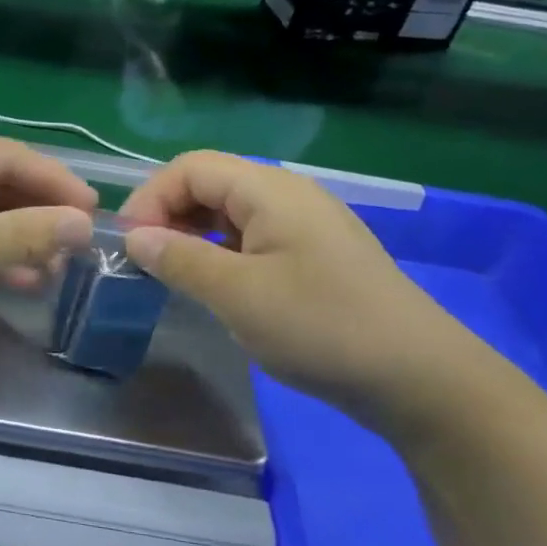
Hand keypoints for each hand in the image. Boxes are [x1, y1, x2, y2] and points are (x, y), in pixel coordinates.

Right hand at [121, 151, 486, 418]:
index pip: (190, 167)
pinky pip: (254, 238)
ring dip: (194, 235)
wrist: (419, 377)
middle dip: (169, 215)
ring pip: (232, 213)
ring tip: (173, 275)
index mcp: (269, 190)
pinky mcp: (316, 255)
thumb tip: (134, 236)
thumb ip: (180, 259)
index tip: (127, 244)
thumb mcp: (238, 294)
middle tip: (145, 262)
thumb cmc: (321, 326)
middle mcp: (288, 195)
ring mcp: (307, 225)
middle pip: (211, 184)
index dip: (150, 198)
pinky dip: (222, 252)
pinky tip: (217, 286)